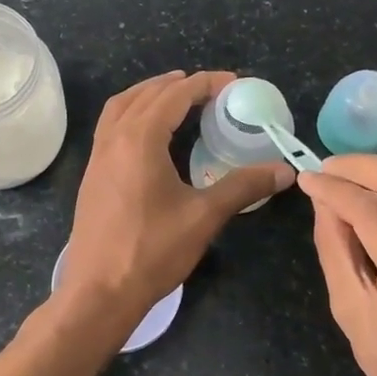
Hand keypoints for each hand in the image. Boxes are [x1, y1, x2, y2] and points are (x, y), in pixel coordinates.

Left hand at [58, 71, 292, 334]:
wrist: (99, 292)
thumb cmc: (152, 251)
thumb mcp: (204, 216)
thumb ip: (243, 187)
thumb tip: (284, 170)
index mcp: (139, 139)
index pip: (174, 96)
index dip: (204, 84)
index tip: (232, 83)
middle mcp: (114, 139)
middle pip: (145, 95)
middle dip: (177, 85)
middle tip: (209, 88)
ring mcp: (97, 157)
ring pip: (121, 108)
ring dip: (148, 94)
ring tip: (176, 97)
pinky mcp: (92, 176)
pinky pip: (110, 127)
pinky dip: (132, 114)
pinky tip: (149, 134)